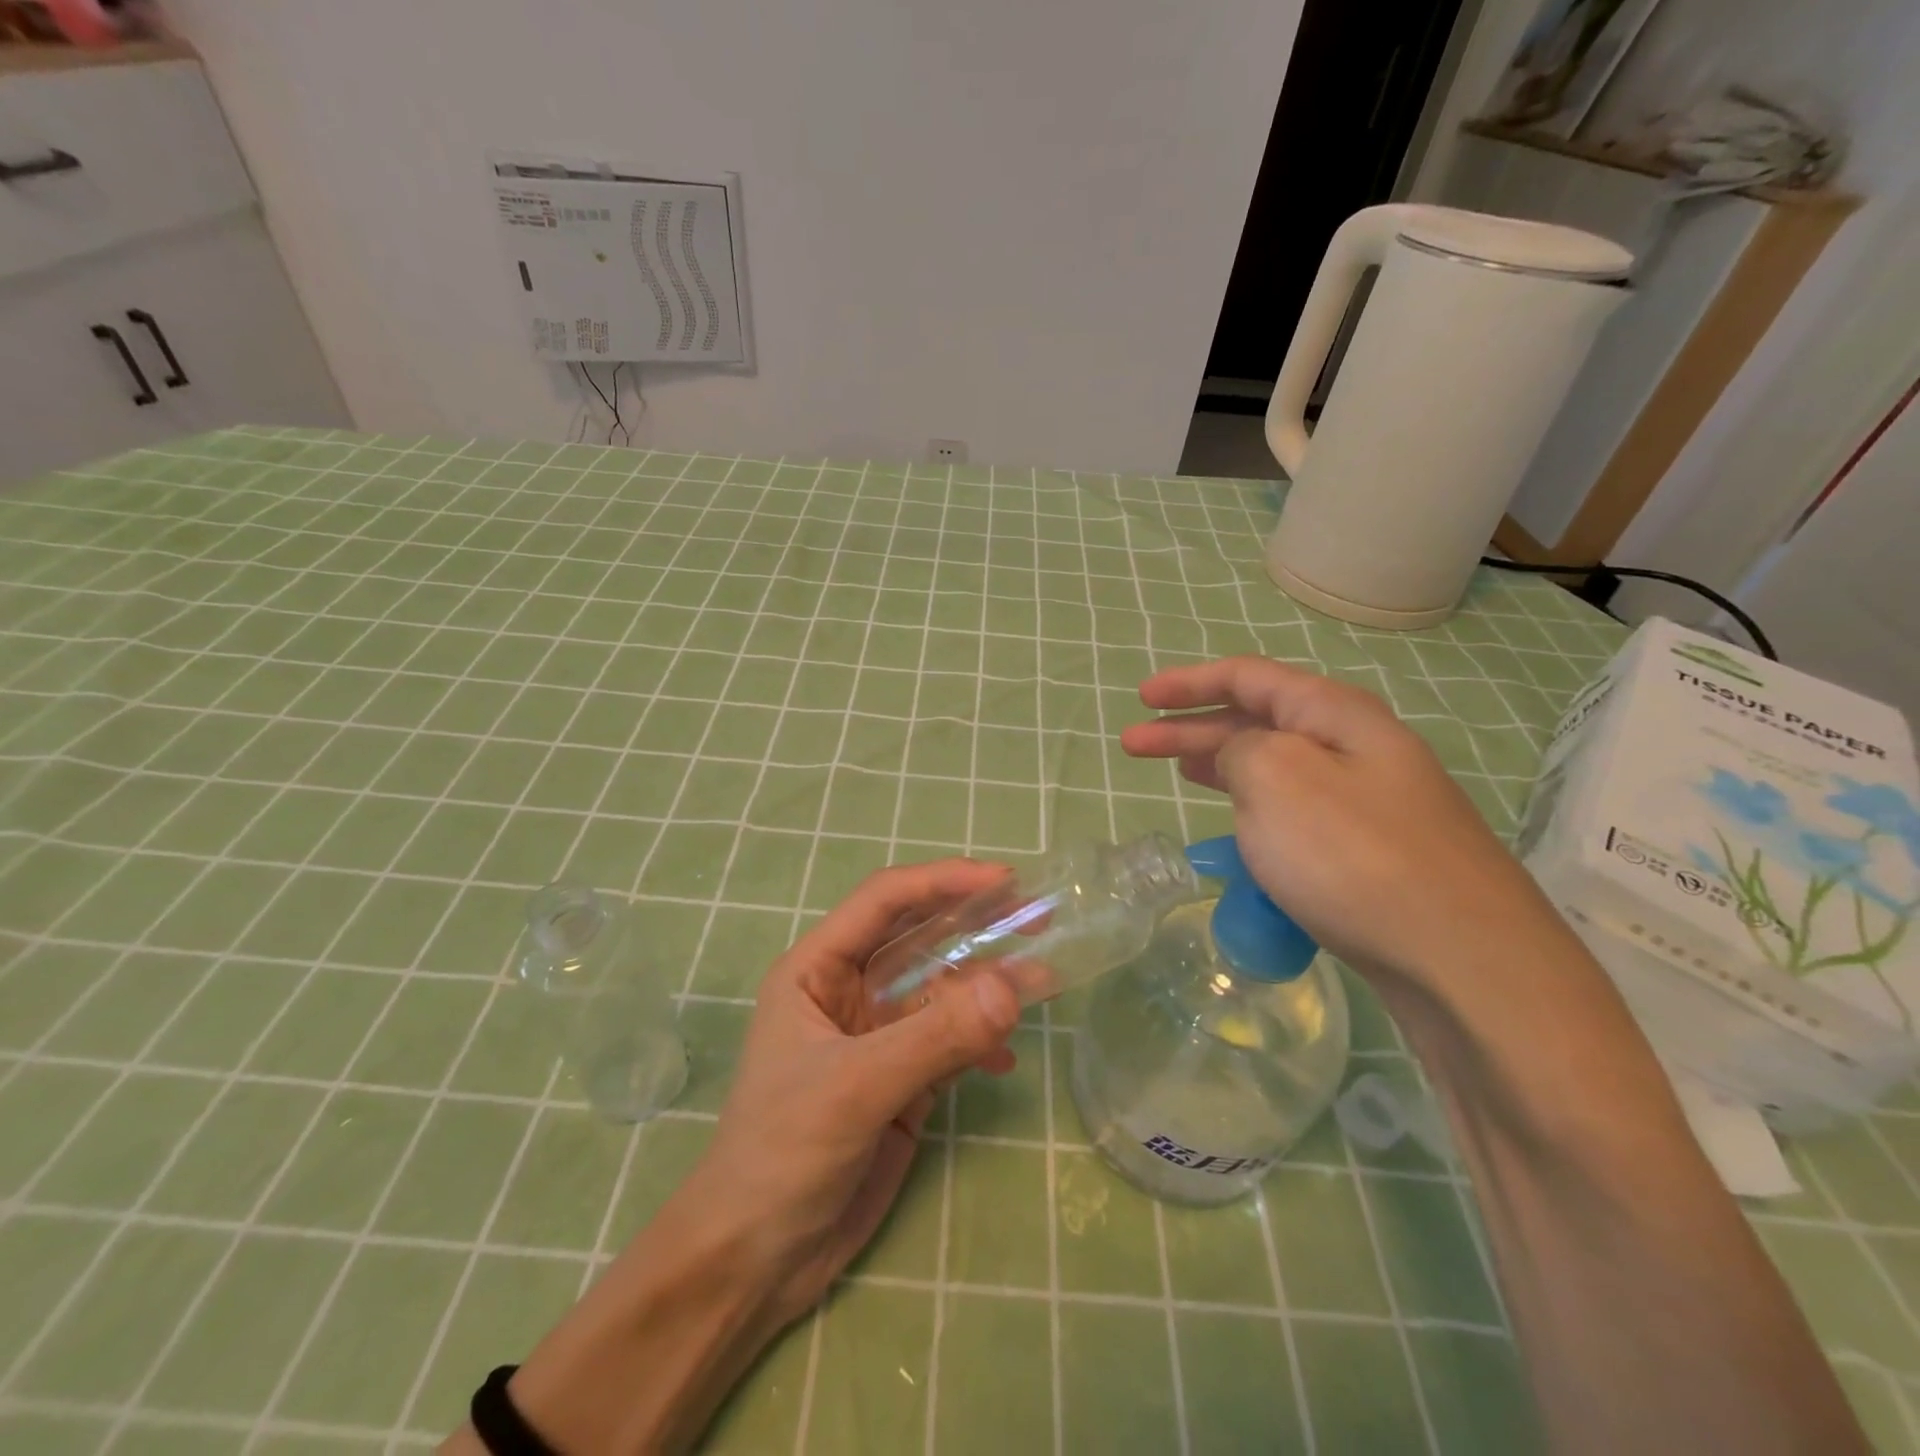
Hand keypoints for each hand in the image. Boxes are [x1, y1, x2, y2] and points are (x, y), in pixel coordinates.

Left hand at [693, 858, 1022, 1323]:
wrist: (755, 1261)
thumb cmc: (782, 1153)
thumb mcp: (856, 1087)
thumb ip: (935, 1037)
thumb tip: (1013, 987)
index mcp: (818, 969)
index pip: (884, 901)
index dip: (942, 881)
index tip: (1004, 881)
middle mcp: (849, 990)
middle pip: (919, 938)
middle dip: (974, 925)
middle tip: (1036, 918)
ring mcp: (878, 1036)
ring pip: (941, 989)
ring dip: (987, 984)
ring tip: (1042, 980)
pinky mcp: (900, 1080)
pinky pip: (950, 1042)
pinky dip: (980, 1042)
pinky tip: (1006, 1059)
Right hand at [1119, 655, 1563, 994]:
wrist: (1462, 958)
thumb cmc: (1353, 855)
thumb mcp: (1276, 778)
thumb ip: (1240, 749)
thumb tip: (1241, 759)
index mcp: (1335, 714)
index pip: (1248, 677)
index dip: (1189, 682)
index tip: (1142, 696)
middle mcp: (1356, 747)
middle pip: (1257, 720)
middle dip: (1190, 727)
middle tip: (1134, 746)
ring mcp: (1368, 802)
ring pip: (1276, 767)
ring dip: (1221, 764)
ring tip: (1176, 772)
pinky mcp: (1370, 852)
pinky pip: (1295, 811)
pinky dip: (1253, 808)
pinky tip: (1237, 827)